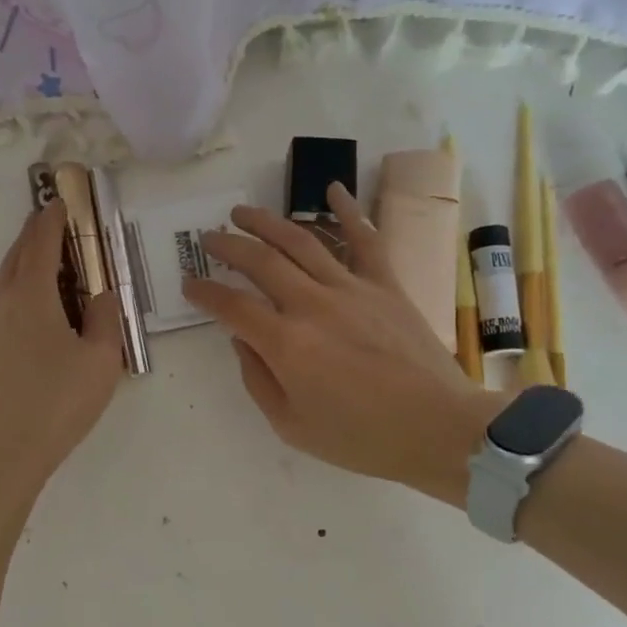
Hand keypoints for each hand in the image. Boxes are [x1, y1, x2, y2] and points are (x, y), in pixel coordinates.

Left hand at [0, 199, 124, 499]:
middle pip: (17, 253)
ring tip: (49, 266)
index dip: (53, 216)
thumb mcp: (101, 360)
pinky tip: (34, 310)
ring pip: (3, 278)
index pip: (41, 240)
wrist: (0, 453)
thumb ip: (106, 319)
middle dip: (36, 233)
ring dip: (24, 261)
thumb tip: (103, 294)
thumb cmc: (56, 403)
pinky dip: (16, 288)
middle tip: (57, 224)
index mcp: (30, 293)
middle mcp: (1, 299)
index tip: (63, 199)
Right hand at [181, 183, 497, 504]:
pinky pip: (365, 239)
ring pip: (302, 241)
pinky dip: (348, 211)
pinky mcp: (386, 285)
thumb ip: (257, 379)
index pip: (232, 305)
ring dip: (267, 222)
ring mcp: (352, 289)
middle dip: (228, 245)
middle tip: (209, 239)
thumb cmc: (360, 438)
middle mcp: (313, 305)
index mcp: (286, 343)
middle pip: (260, 261)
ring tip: (243, 213)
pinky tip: (332, 188)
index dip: (204, 292)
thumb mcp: (291, 425)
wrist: (437, 429)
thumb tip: (241, 339)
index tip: (189, 284)